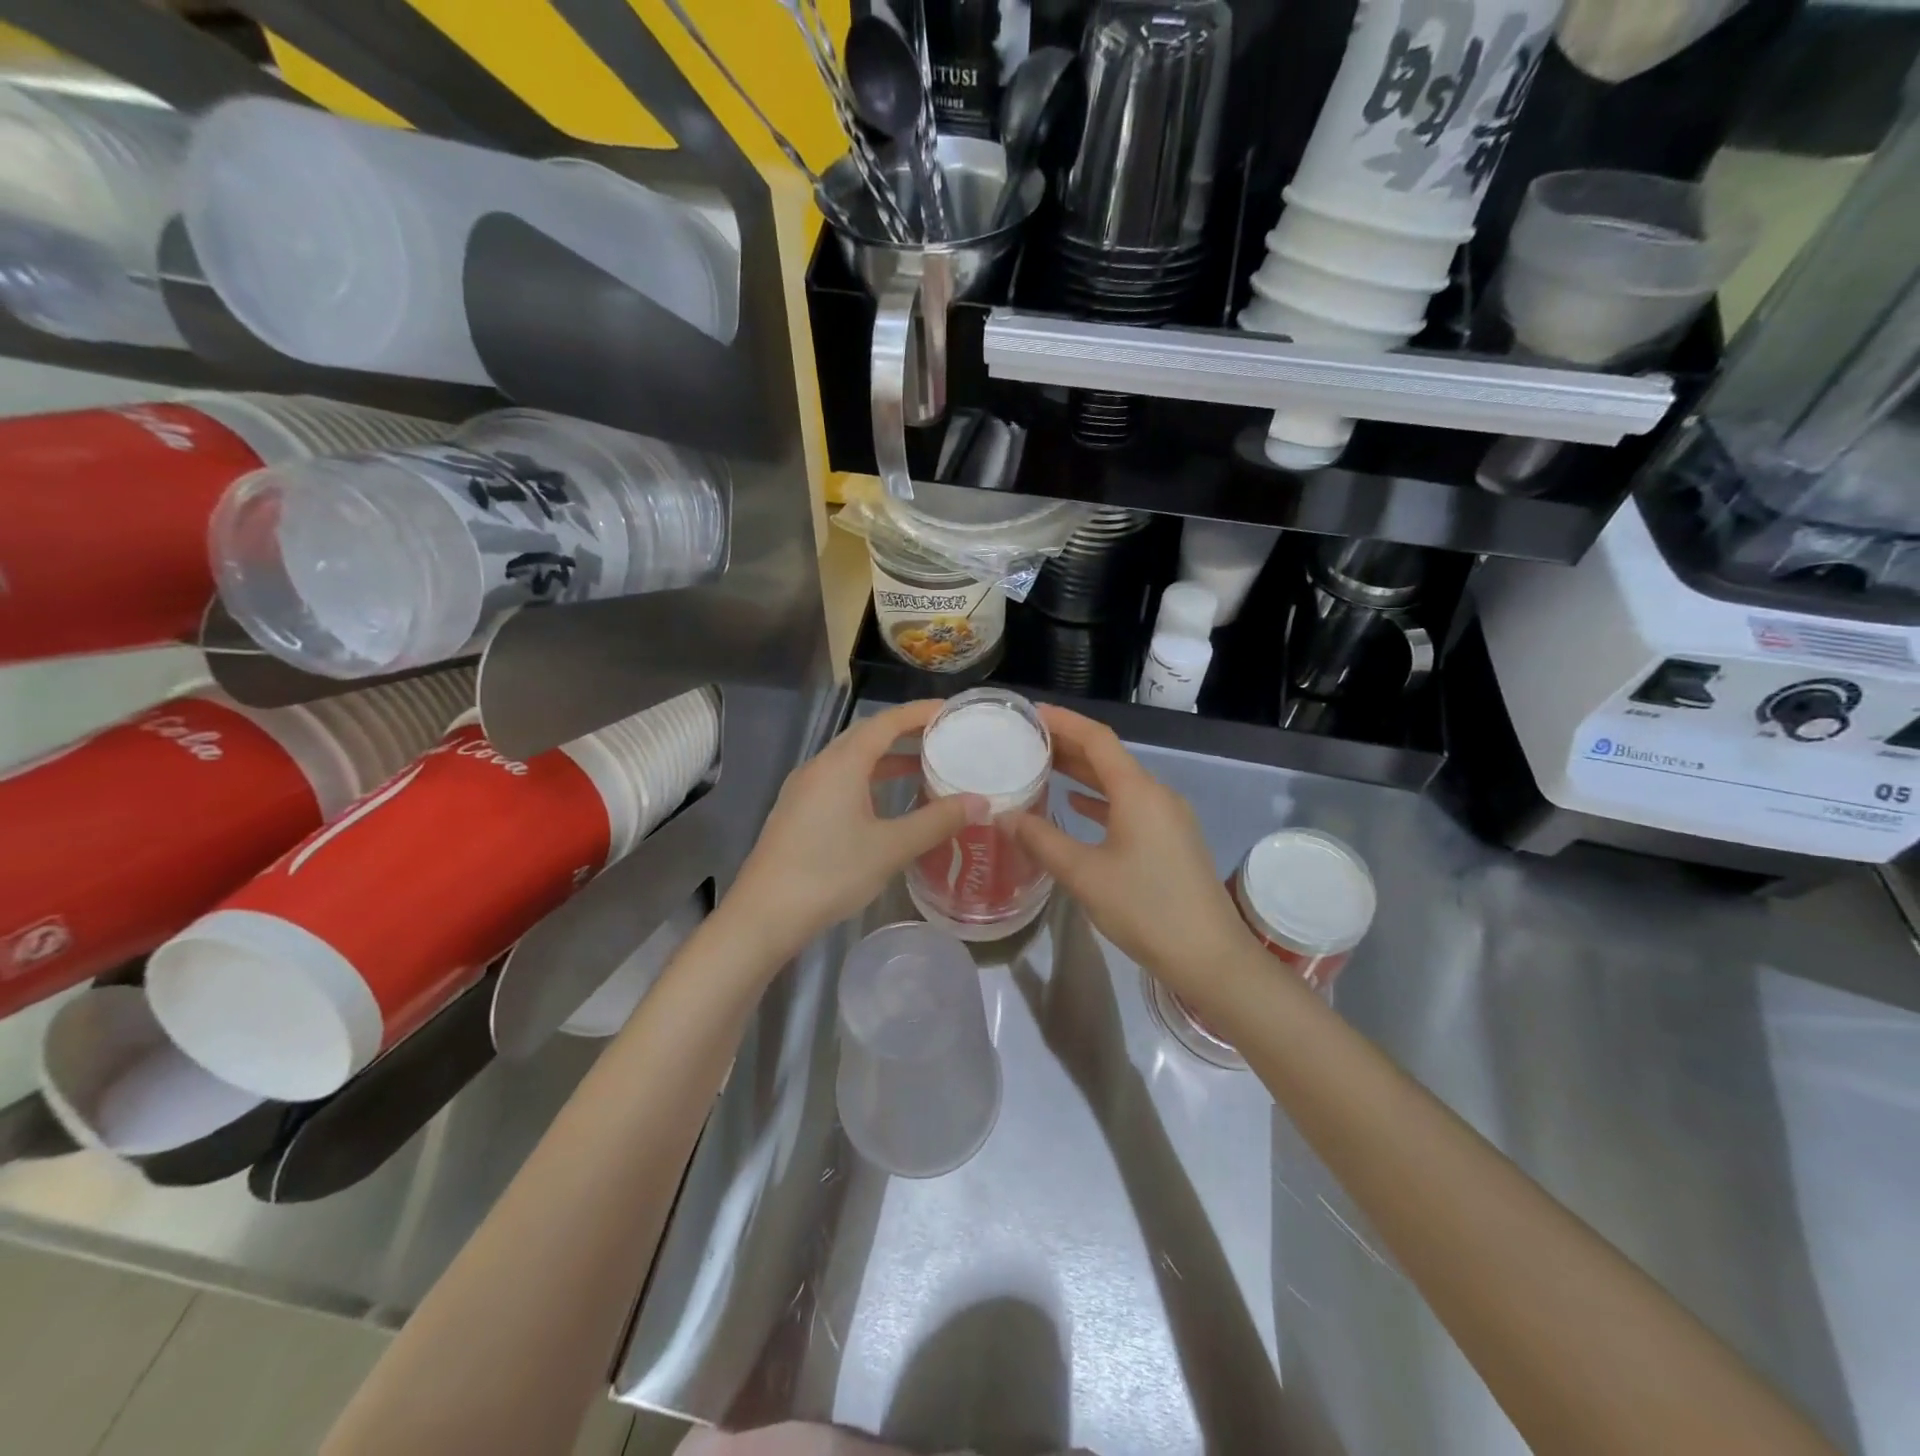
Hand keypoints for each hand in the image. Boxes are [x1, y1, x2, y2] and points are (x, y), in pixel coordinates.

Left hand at [725, 700, 986, 962]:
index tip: (950, 710)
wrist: (764, 915)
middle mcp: (819, 767)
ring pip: (851, 760)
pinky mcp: (797, 811)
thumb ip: (937, 821)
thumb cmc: (830, 874)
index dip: (919, 712)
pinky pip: (839, 780)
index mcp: (841, 765)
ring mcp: (804, 789)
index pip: (885, 722)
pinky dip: (868, 779)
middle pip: (866, 736)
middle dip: (905, 732)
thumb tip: (980, 802)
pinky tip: (885, 803)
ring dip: (887, 759)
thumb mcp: (891, 848)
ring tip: (923, 767)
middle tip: (942, 737)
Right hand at [1008, 706, 1252, 1003]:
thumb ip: (1042, 841)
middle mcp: (1157, 794)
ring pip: (1119, 783)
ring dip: (1083, 773)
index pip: (1098, 739)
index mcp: (1138, 792)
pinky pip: (1130, 806)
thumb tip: (1005, 815)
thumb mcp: (1085, 875)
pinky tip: (1077, 806)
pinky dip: (1101, 800)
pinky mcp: (1172, 840)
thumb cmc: (1146, 909)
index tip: (1031, 714)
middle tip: (1026, 740)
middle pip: (1109, 758)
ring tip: (1043, 767)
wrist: (1210, 956)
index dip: (1064, 722)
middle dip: (1069, 745)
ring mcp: (1168, 817)